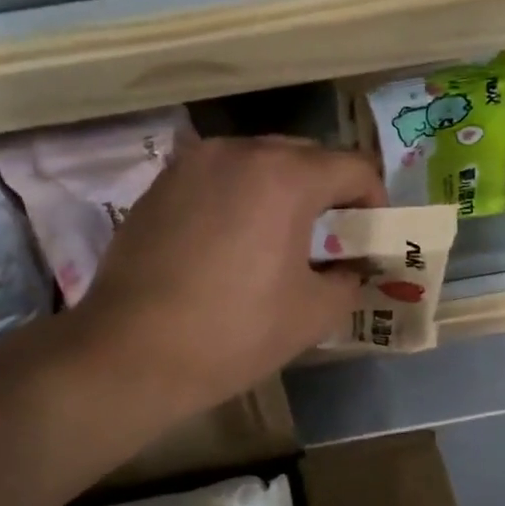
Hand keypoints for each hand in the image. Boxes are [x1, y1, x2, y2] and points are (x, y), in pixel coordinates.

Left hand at [69, 135, 385, 416]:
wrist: (130, 353)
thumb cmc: (233, 333)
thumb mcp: (312, 314)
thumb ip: (348, 280)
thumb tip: (350, 269)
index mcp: (285, 176)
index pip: (353, 167)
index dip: (374, 201)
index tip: (371, 236)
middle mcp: (238, 152)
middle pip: (305, 155)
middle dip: (328, 190)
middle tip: (332, 236)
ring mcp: (192, 164)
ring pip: (257, 161)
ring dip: (282, 189)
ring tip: (281, 236)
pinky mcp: (159, 185)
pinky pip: (218, 177)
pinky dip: (239, 196)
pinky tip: (232, 240)